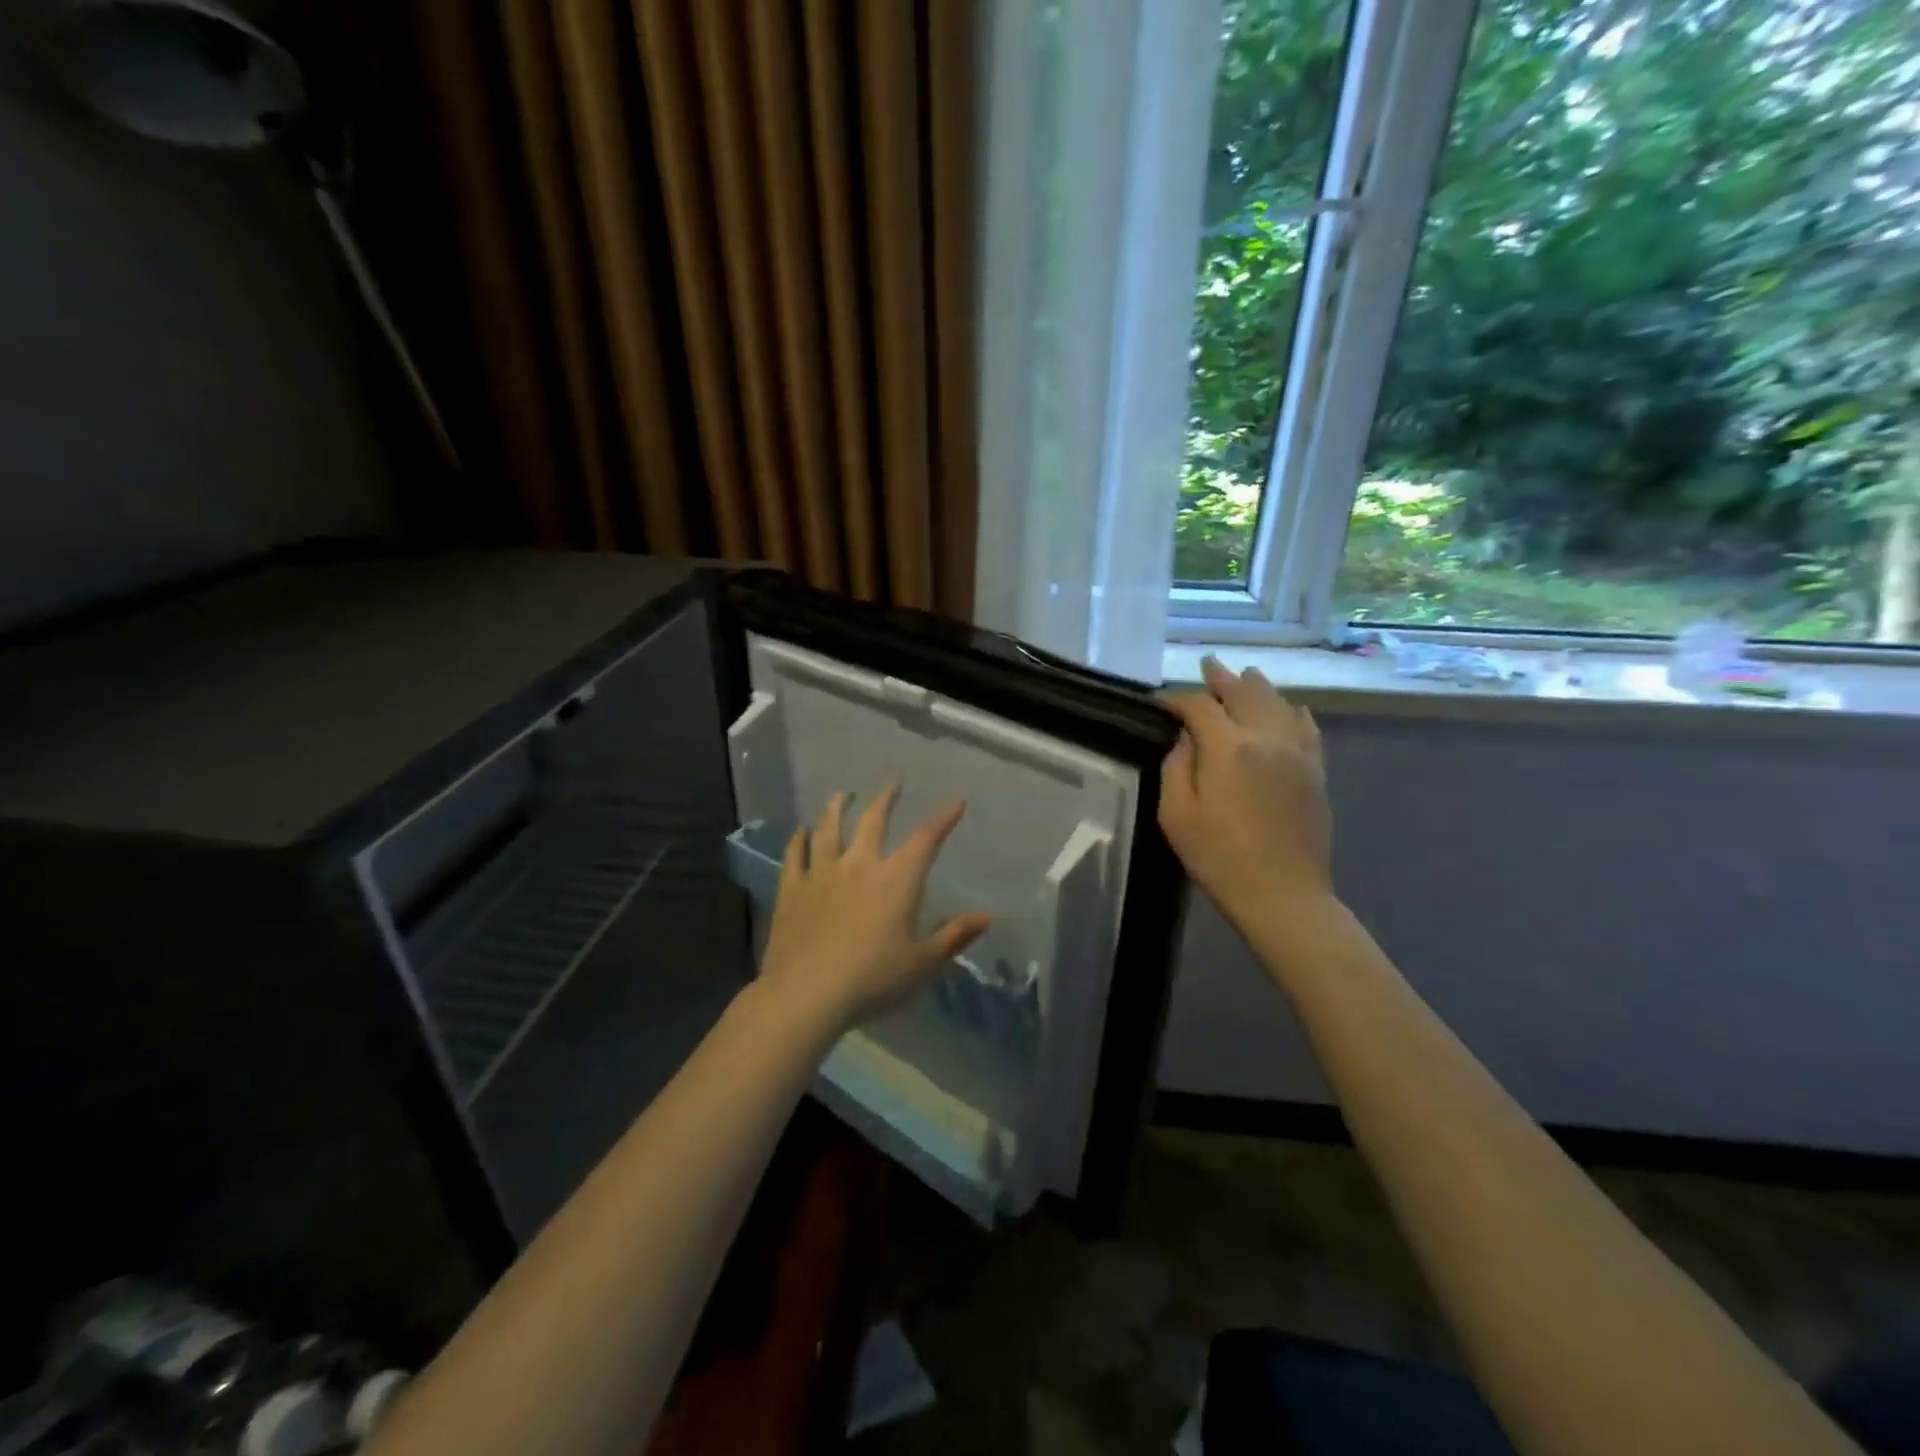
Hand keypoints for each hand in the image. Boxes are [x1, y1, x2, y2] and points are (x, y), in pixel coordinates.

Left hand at [757, 786, 991, 1035]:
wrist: (808, 994)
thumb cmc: (874, 980)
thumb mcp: (923, 964)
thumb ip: (954, 937)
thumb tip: (987, 917)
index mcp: (896, 880)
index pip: (926, 839)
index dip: (943, 818)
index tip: (956, 801)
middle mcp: (860, 865)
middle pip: (873, 821)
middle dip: (886, 800)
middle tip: (893, 785)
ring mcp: (822, 873)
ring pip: (829, 829)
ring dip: (837, 808)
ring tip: (843, 795)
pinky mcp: (792, 888)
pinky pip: (795, 855)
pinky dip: (798, 840)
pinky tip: (799, 831)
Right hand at [1159, 656, 1334, 938]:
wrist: (1283, 895)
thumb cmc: (1218, 857)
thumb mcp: (1176, 815)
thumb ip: (1176, 767)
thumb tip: (1186, 738)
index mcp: (1229, 748)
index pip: (1200, 706)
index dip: (1178, 699)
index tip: (1161, 702)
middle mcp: (1267, 738)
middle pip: (1245, 693)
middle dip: (1222, 679)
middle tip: (1208, 666)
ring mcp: (1297, 753)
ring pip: (1279, 703)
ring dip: (1257, 687)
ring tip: (1244, 676)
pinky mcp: (1315, 771)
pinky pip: (1307, 728)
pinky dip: (1293, 711)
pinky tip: (1289, 707)